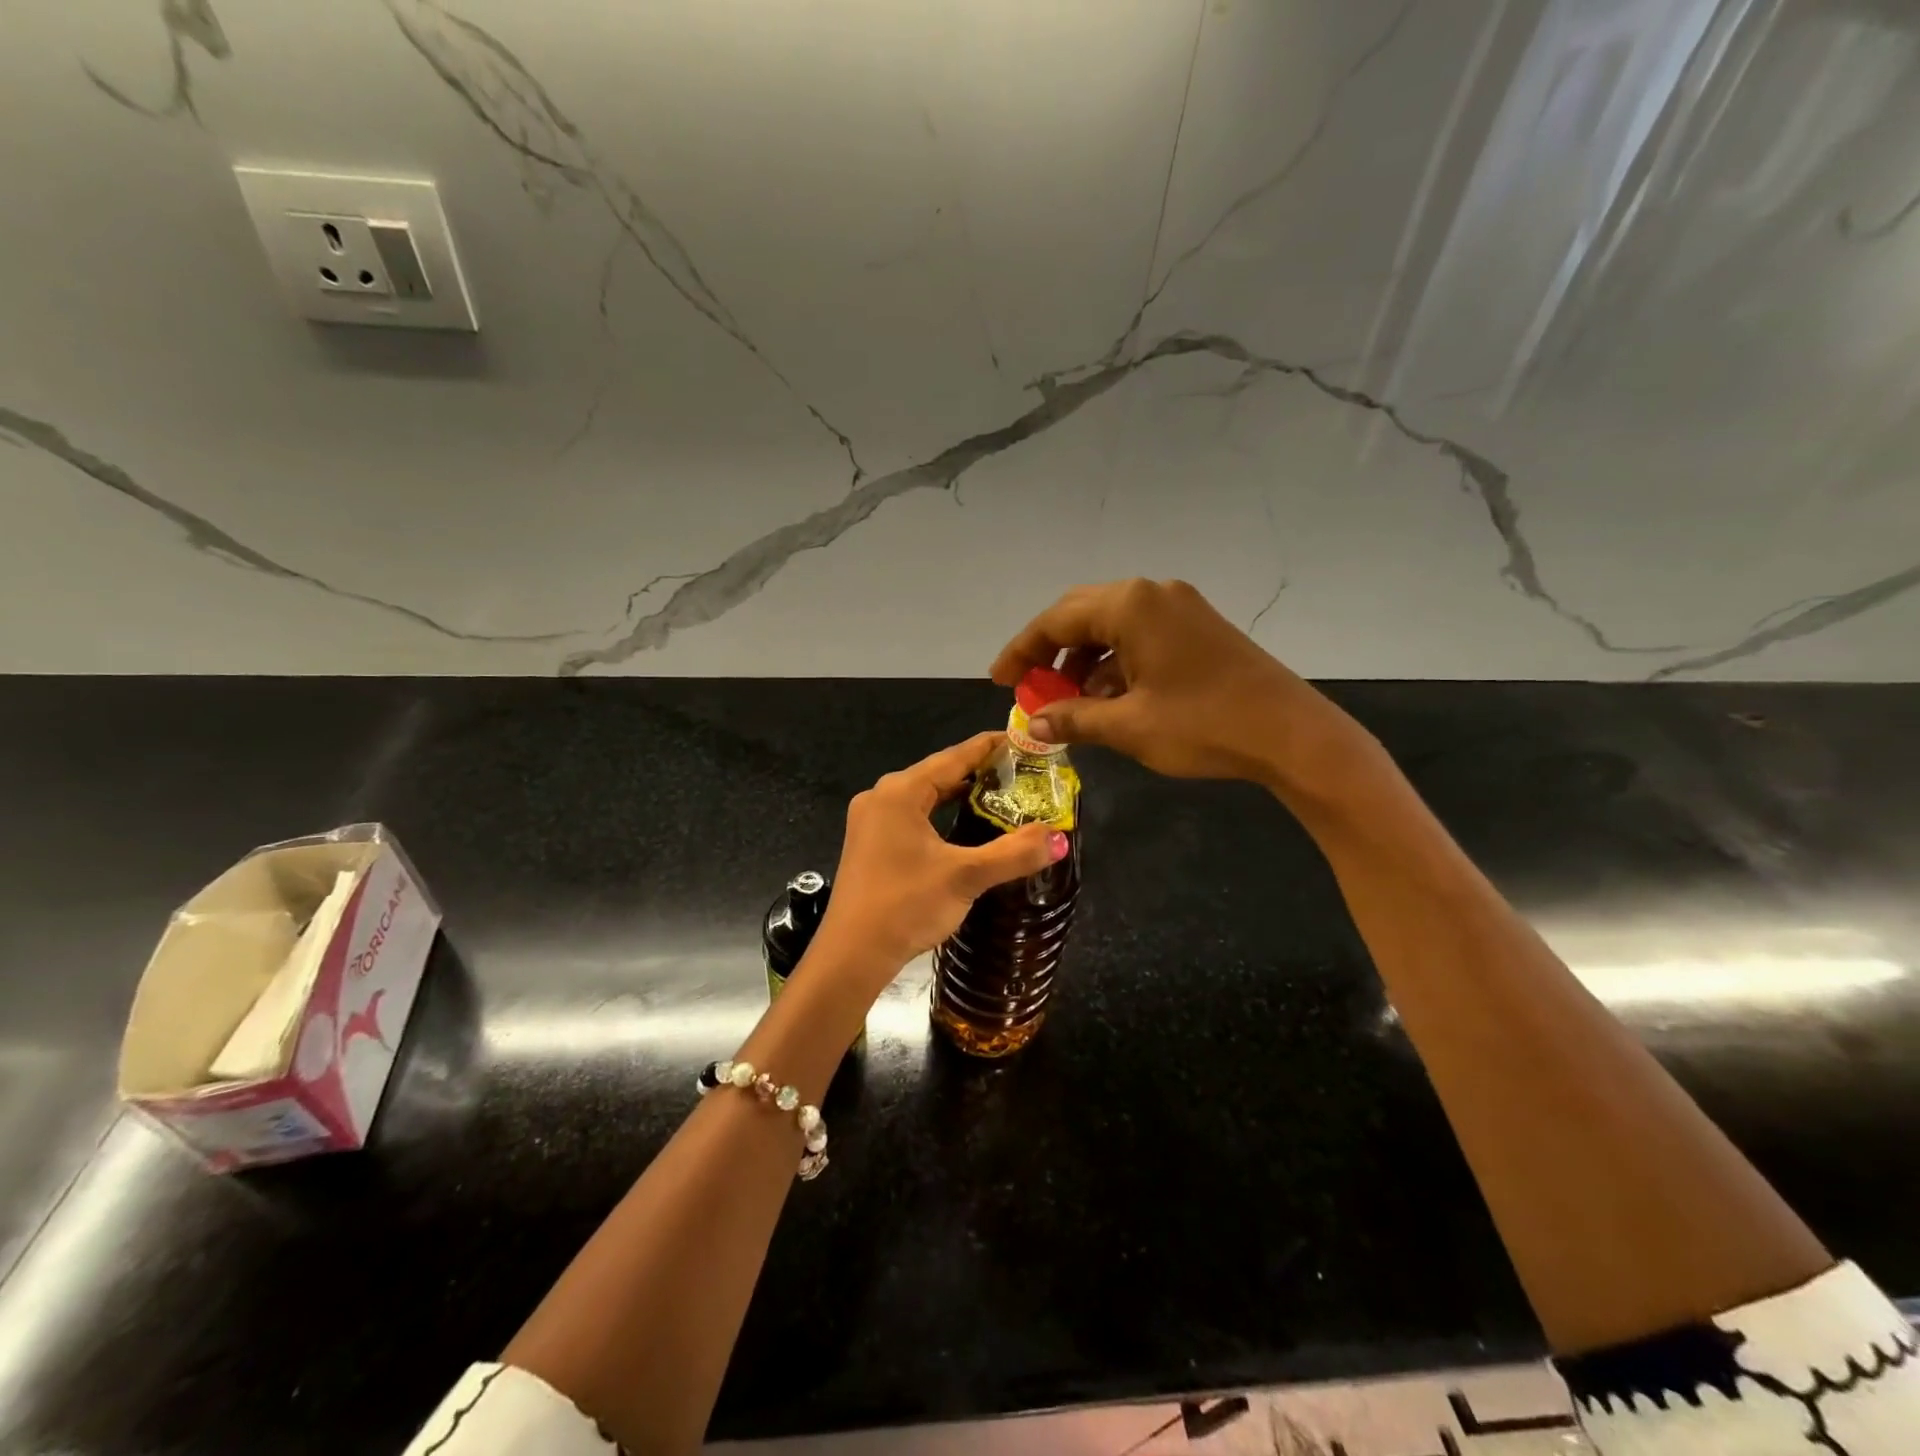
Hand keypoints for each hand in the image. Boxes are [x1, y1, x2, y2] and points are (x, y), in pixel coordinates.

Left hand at [814, 733, 1066, 988]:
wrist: (850, 956)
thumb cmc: (905, 906)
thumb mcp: (965, 876)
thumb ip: (1013, 853)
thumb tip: (1059, 838)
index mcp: (899, 792)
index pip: (954, 756)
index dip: (991, 747)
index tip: (1024, 741)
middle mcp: (881, 797)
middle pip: (938, 773)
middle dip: (979, 771)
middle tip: (1022, 773)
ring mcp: (871, 821)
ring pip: (925, 796)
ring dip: (960, 794)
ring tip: (1002, 794)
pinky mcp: (870, 844)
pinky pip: (913, 816)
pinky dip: (941, 814)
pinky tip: (964, 825)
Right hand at [991, 578, 1373, 793]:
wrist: (1292, 734)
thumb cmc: (1203, 725)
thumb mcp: (1128, 726)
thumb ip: (1073, 718)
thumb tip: (1032, 723)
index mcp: (1130, 605)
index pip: (1056, 621)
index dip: (1021, 652)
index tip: (999, 680)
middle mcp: (1152, 594)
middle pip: (1081, 615)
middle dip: (1050, 652)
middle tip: (1028, 686)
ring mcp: (1180, 608)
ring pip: (1112, 627)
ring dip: (1084, 662)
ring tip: (1069, 703)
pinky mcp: (1199, 628)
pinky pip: (1141, 637)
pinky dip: (1116, 665)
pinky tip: (1110, 700)